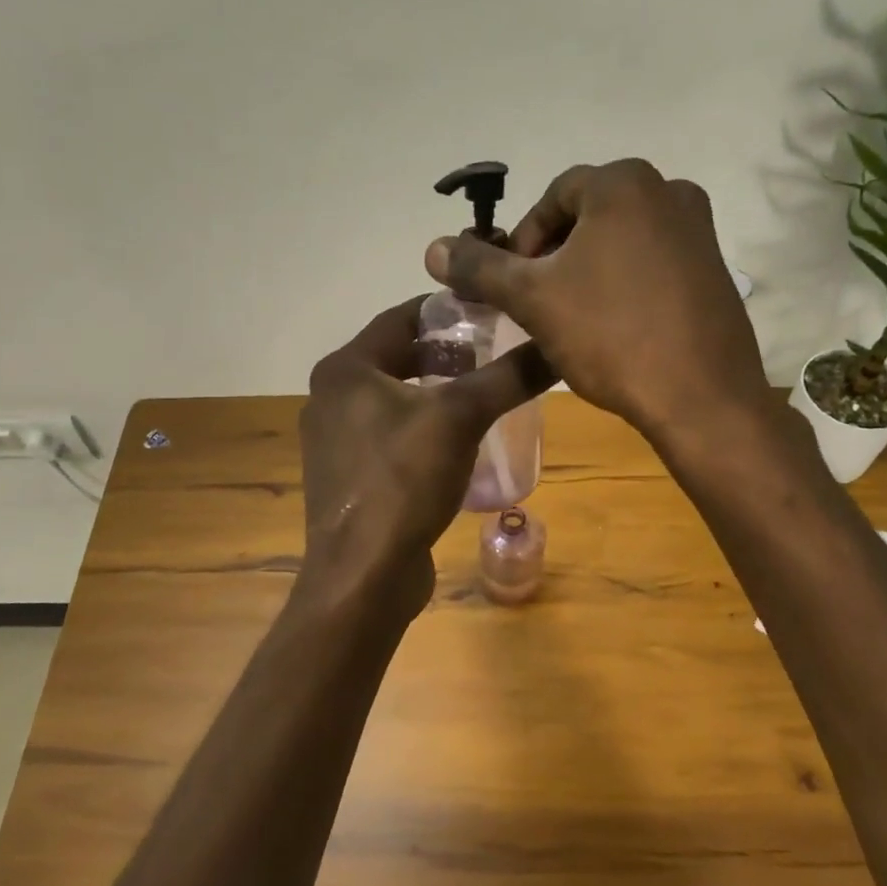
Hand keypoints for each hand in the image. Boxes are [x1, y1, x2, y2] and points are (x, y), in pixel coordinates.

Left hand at [298, 296, 553, 612]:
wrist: (363, 575)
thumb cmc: (403, 481)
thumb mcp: (460, 418)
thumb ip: (506, 377)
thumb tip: (555, 345)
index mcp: (345, 370)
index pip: (401, 317)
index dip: (448, 310)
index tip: (491, 309)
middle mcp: (331, 398)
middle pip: (397, 358)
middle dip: (446, 354)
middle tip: (495, 351)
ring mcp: (336, 441)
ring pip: (395, 399)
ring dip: (436, 392)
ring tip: (485, 393)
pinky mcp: (349, 477)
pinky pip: (391, 436)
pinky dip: (424, 428)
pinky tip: (461, 441)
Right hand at [424, 159, 769, 444]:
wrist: (700, 398)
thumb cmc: (610, 336)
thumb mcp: (533, 299)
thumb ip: (480, 268)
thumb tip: (433, 249)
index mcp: (624, 183)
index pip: (552, 198)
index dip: (522, 242)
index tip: (511, 287)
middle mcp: (669, 191)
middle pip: (587, 217)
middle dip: (553, 257)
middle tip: (536, 303)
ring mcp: (700, 231)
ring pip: (620, 242)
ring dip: (586, 272)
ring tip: (570, 319)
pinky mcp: (715, 270)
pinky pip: (653, 264)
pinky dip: (624, 284)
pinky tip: (613, 328)